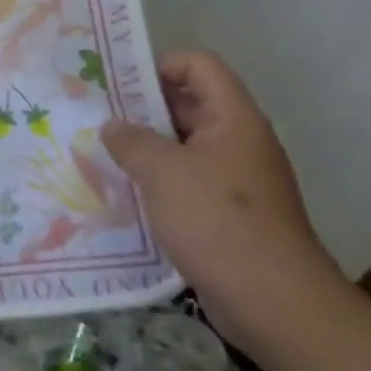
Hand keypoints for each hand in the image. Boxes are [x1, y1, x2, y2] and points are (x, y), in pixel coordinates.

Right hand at [101, 50, 353, 362]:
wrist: (275, 305)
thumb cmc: (218, 222)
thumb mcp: (162, 172)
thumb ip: (131, 140)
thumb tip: (113, 126)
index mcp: (233, 118)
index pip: (198, 65)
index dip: (158, 65)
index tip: (116, 85)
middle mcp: (238, 141)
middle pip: (187, 103)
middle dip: (141, 108)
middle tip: (95, 116)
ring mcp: (235, 180)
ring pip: (183, 146)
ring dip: (145, 148)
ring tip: (101, 154)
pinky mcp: (228, 214)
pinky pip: (187, 182)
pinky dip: (157, 182)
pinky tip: (125, 194)